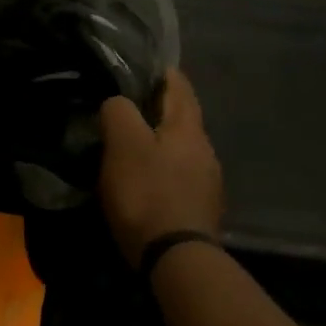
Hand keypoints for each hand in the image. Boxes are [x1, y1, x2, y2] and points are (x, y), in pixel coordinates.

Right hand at [98, 69, 224, 266]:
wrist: (176, 259)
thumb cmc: (148, 192)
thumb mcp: (124, 142)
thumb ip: (119, 111)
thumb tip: (118, 104)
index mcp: (188, 128)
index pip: (179, 86)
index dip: (161, 72)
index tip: (139, 65)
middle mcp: (205, 150)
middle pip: (181, 117)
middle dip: (156, 108)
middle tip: (124, 104)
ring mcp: (206, 182)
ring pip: (179, 147)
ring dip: (157, 140)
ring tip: (129, 142)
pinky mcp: (199, 208)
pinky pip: (177, 175)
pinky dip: (160, 167)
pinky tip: (142, 178)